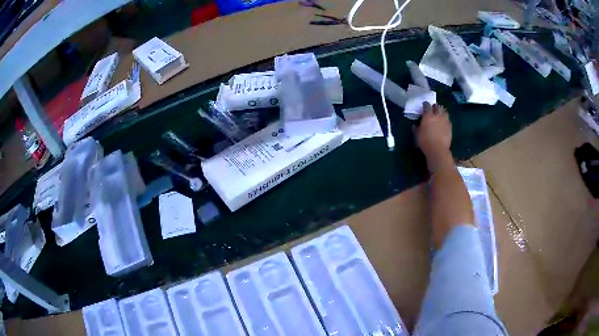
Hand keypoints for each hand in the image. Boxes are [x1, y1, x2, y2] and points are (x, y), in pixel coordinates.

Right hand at [416, 102, 451, 161]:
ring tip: (440, 114)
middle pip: (437, 106)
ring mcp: (445, 120)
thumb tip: (414, 126)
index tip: (424, 106)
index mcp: (428, 115)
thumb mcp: (417, 135)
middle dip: (435, 107)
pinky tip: (444, 123)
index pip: (427, 105)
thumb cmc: (425, 141)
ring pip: (444, 111)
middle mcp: (437, 115)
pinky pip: (448, 120)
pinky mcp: (450, 127)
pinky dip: (446, 119)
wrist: (438, 150)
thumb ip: (416, 128)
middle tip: (433, 109)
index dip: (425, 105)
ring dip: (442, 111)